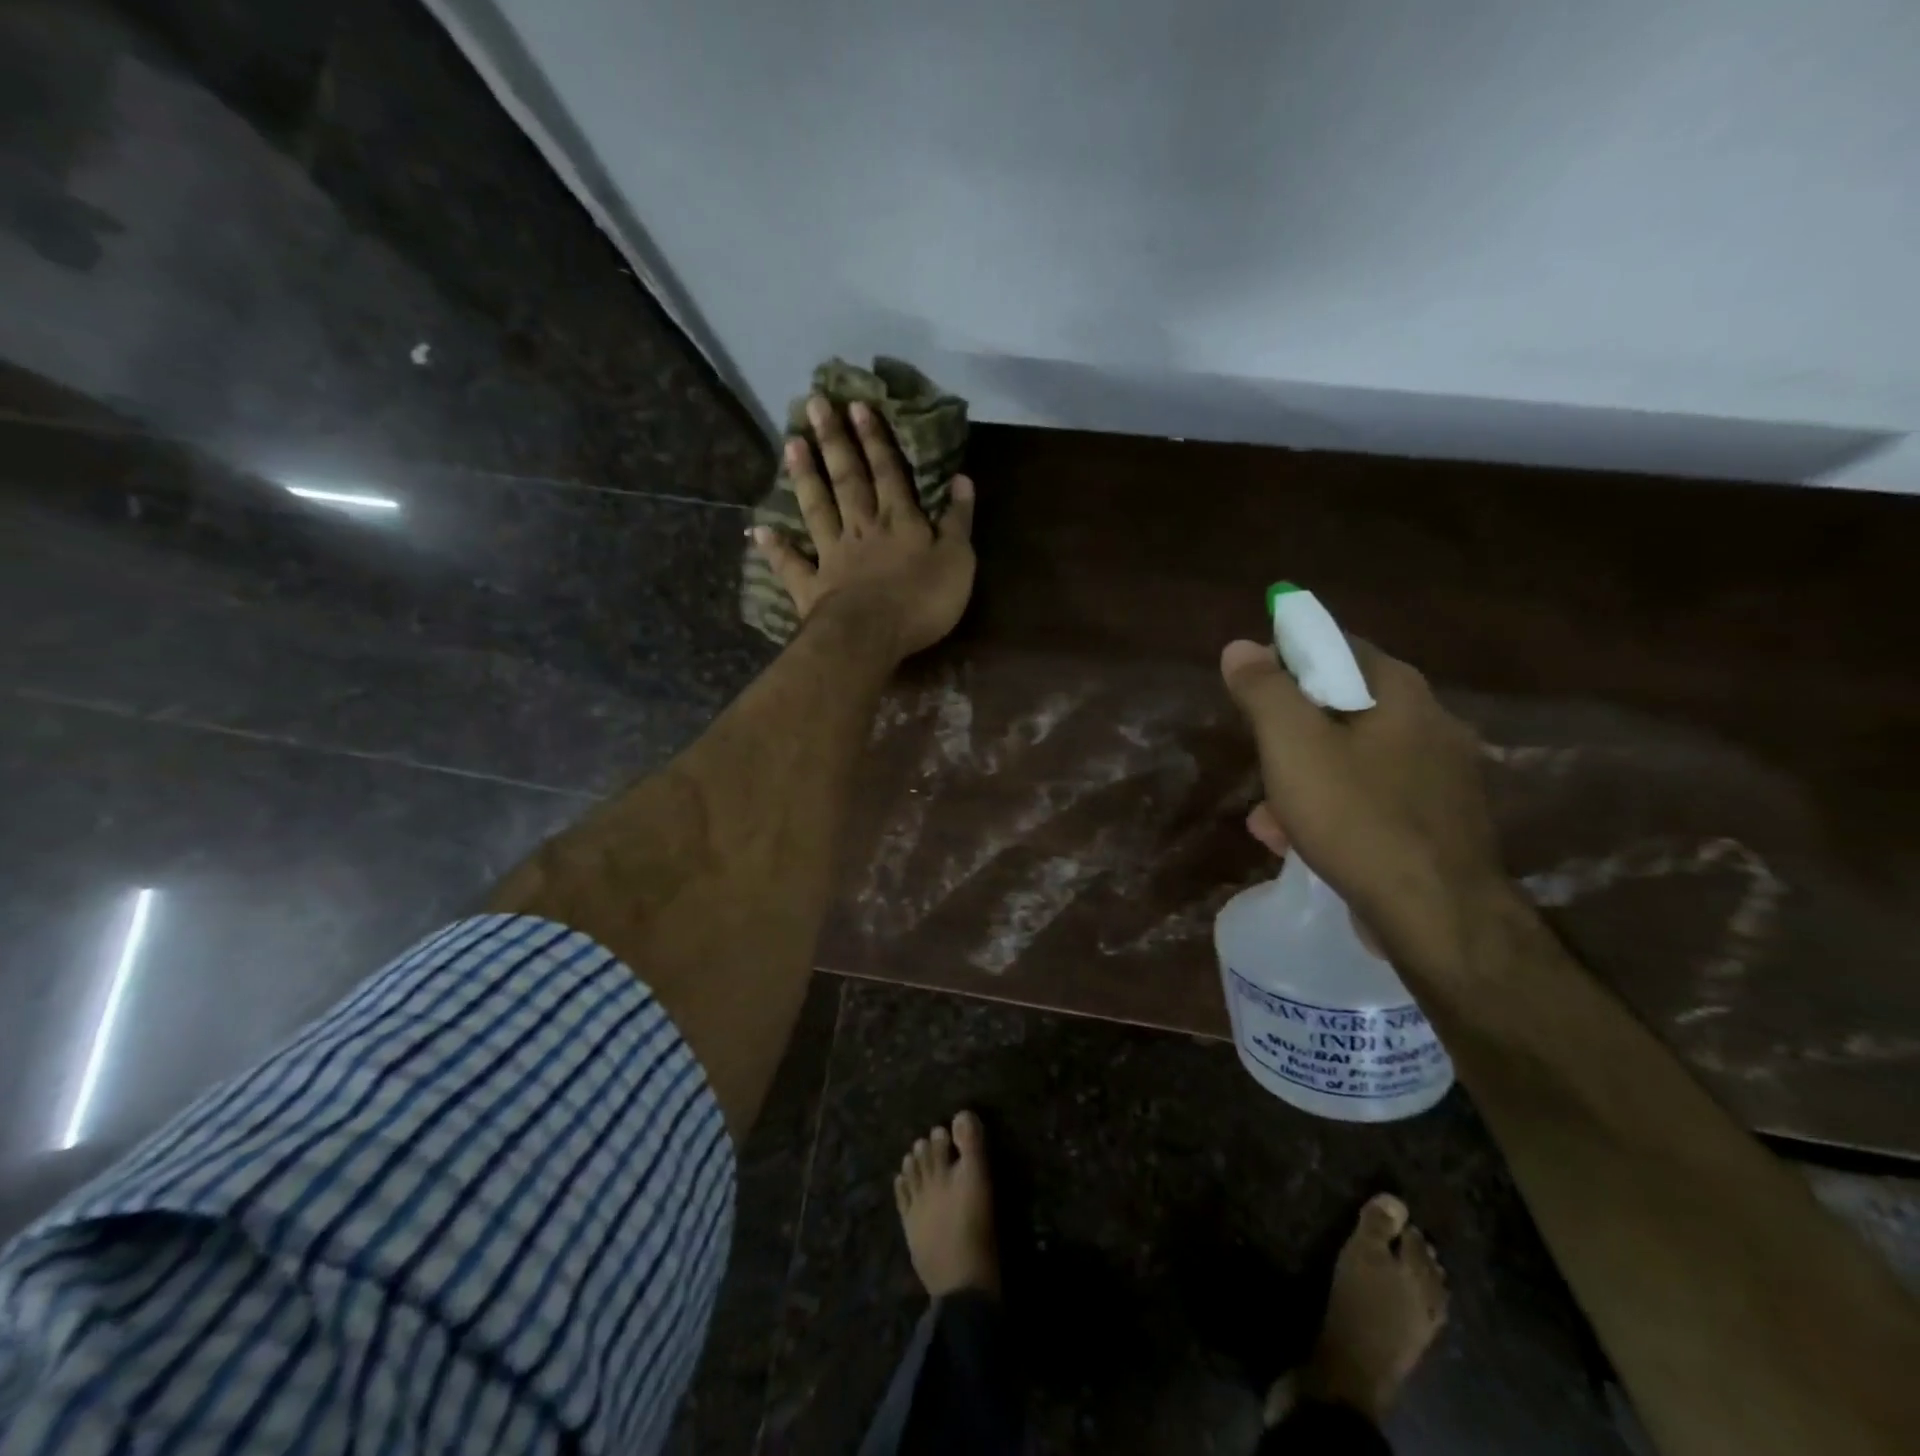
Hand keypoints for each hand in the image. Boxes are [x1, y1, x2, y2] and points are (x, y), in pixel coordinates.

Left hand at [753, 395, 976, 661]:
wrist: (872, 637)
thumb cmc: (921, 601)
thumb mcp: (958, 561)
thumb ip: (959, 520)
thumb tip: (962, 479)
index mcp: (899, 521)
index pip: (888, 471)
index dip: (875, 439)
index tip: (857, 404)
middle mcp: (862, 529)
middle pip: (847, 480)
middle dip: (834, 441)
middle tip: (814, 404)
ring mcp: (832, 556)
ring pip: (817, 509)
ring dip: (805, 477)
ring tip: (790, 443)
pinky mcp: (812, 588)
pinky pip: (792, 565)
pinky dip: (776, 549)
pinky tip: (759, 530)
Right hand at [1221, 636, 1509, 979]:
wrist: (1437, 916)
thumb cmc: (1356, 817)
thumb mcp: (1292, 746)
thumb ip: (1265, 691)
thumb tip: (1240, 646)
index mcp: (1400, 691)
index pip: (1337, 646)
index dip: (1288, 659)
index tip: (1254, 691)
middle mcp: (1431, 721)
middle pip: (1343, 706)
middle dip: (1290, 732)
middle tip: (1259, 758)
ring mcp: (1443, 775)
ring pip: (1355, 758)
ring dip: (1305, 778)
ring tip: (1267, 819)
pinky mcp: (1441, 820)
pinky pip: (1374, 797)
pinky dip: (1335, 809)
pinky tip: (1301, 843)